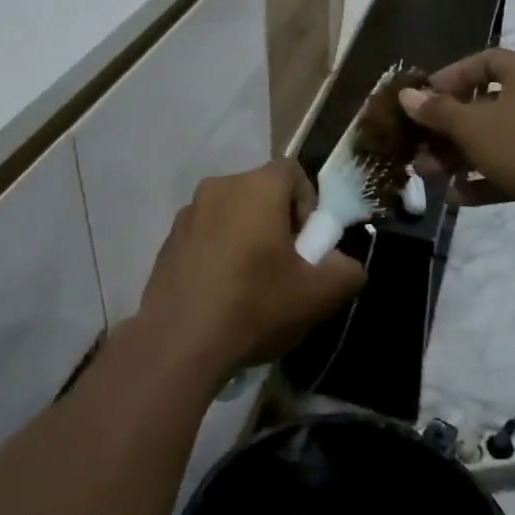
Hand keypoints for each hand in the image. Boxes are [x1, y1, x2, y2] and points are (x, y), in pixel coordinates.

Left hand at [136, 160, 365, 378]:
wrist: (180, 341)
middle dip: (277, 222)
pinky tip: (220, 292)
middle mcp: (218, 187)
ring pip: (231, 214)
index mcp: (256, 187)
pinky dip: (218, 251)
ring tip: (250, 285)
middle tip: (283, 267)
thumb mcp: (320, 294)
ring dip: (246, 237)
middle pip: (260, 192)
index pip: (292, 172)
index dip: (307, 205)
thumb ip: (347, 269)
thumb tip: (341, 262)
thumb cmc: (255, 306)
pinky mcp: (168, 239)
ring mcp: (187, 212)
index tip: (306, 246)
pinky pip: (205, 234)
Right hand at [398, 49, 514, 250]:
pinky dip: (484, 178)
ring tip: (428, 174)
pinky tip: (457, 197)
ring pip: (493, 139)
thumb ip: (437, 111)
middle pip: (482, 104)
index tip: (421, 100)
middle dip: (446, 127)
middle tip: (418, 145)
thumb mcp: (473, 126)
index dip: (448, 78)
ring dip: (458, 156)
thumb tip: (407, 95)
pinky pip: (510, 166)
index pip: (481, 62)